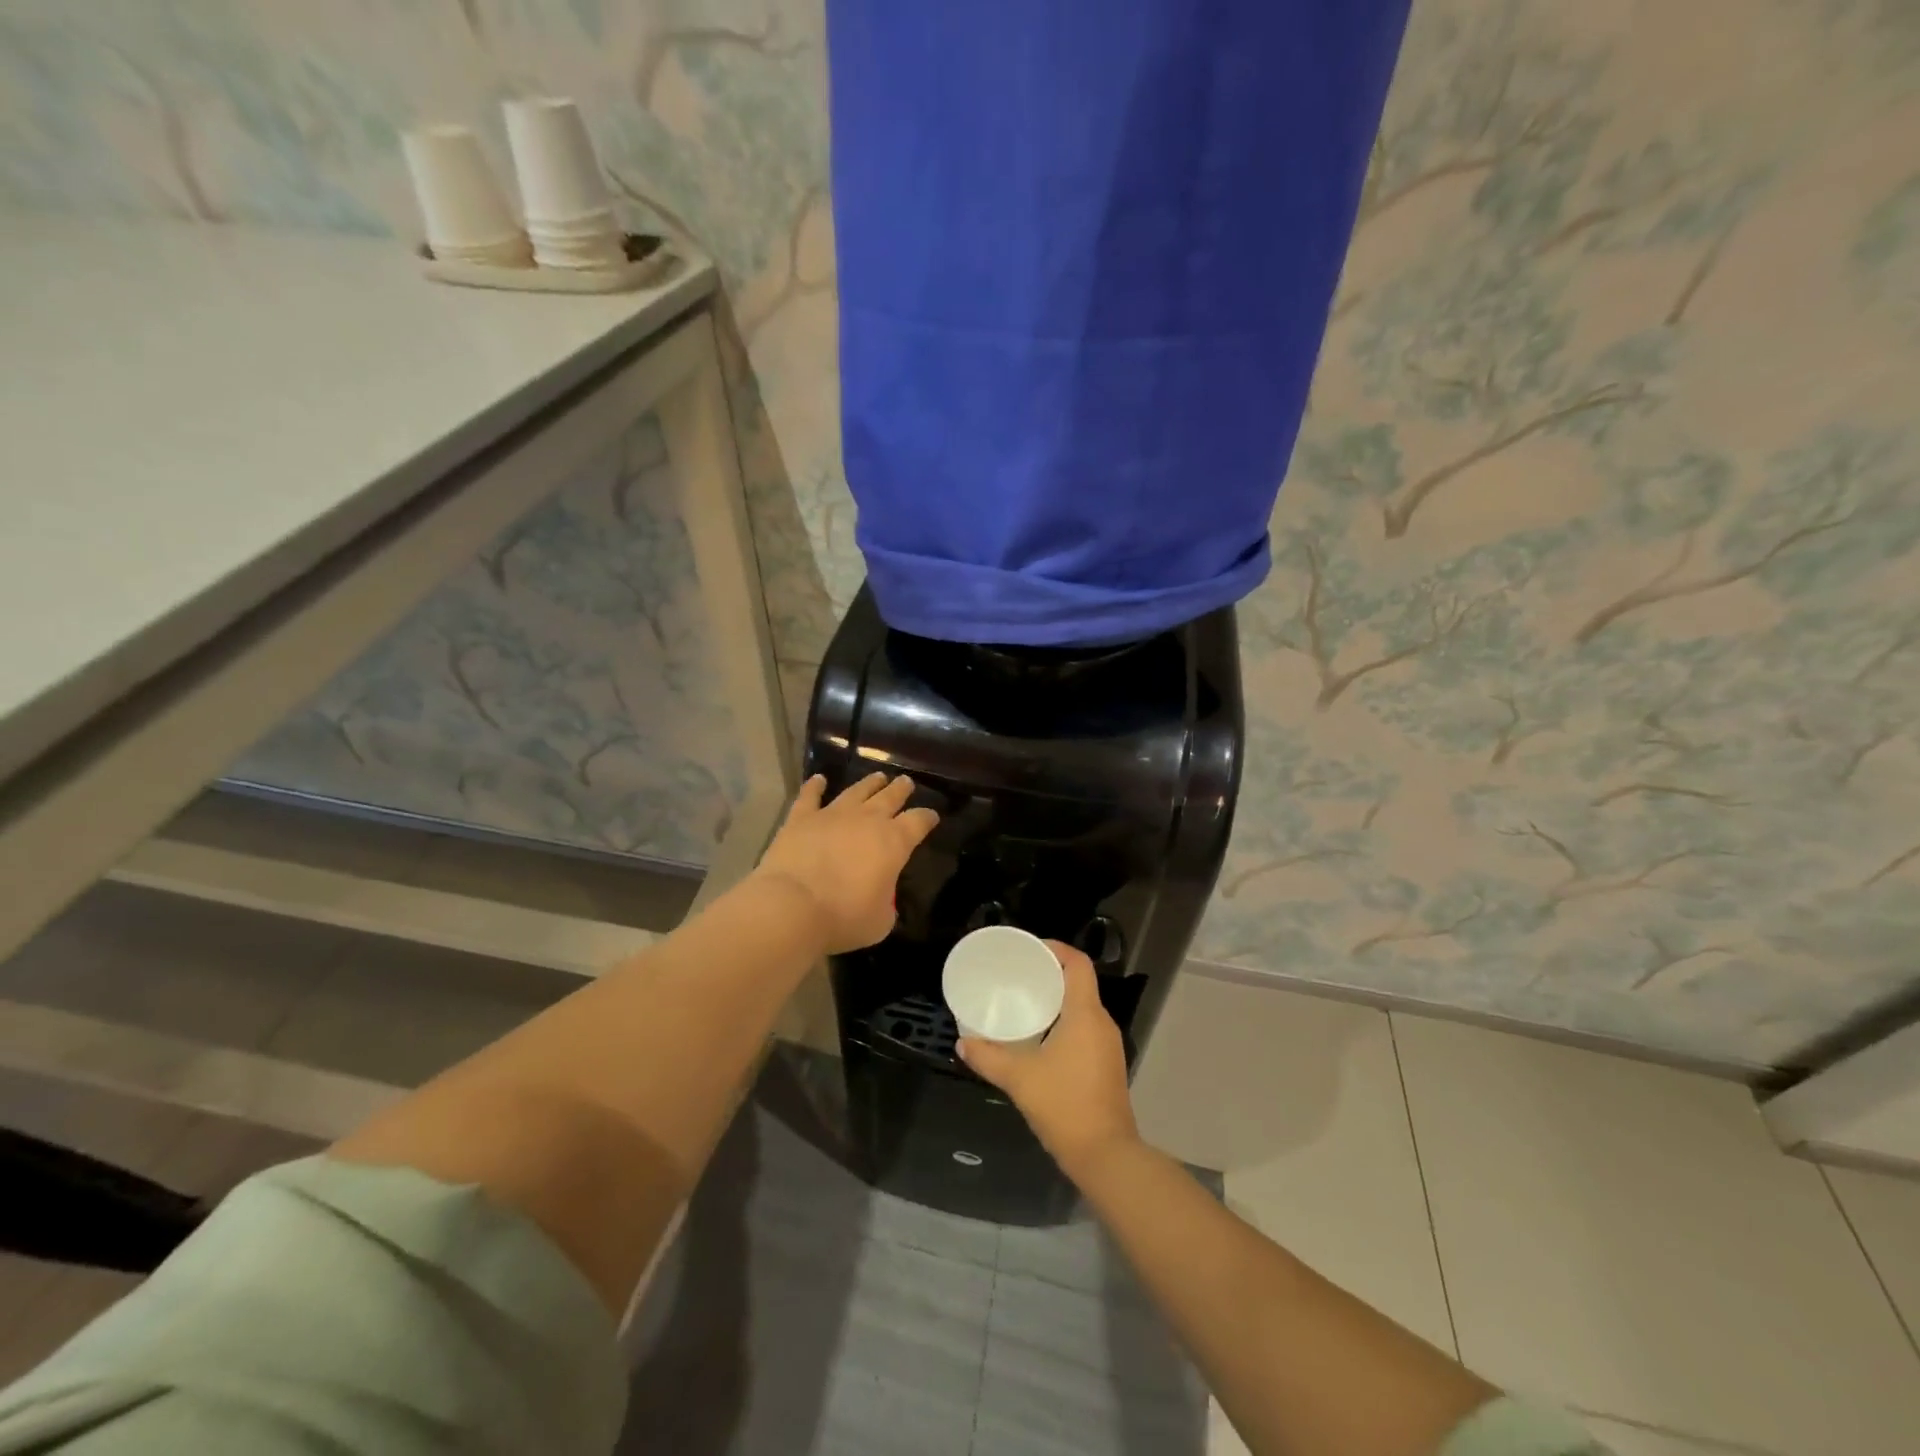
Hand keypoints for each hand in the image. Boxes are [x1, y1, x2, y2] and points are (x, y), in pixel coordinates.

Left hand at [754, 772, 938, 952]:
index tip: (932, 816)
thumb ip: (887, 903)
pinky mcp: (801, 818)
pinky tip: (818, 779)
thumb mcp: (881, 920)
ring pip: (856, 791)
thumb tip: (881, 898)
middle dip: (901, 789)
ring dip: (869, 783)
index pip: (918, 822)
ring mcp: (833, 814)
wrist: (793, 906)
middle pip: (890, 797)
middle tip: (906, 782)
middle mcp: (867, 820)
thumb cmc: (844, 917)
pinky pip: (810, 796)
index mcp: (894, 842)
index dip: (927, 817)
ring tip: (878, 777)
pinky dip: (815, 786)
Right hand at [958, 942, 1138, 1179]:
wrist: (1106, 1156)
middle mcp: (1102, 1023)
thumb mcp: (1019, 1079)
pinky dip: (1065, 1022)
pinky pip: (1086, 1028)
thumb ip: (988, 1057)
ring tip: (1025, 1003)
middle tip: (1019, 976)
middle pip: (1080, 983)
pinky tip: (1041, 1038)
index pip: (1078, 964)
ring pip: (1083, 1007)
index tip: (1030, 950)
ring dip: (1058, 1000)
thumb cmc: (1065, 1105)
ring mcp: (1108, 1045)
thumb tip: (962, 1043)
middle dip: (1051, 974)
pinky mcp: (1107, 1065)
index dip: (1056, 949)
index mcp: (1085, 1014)